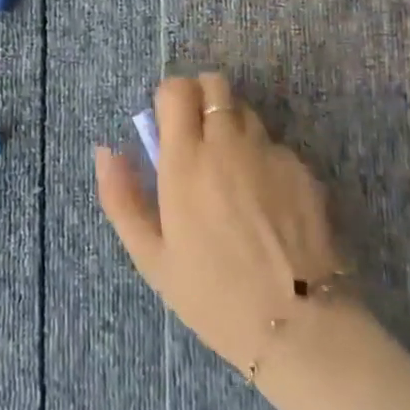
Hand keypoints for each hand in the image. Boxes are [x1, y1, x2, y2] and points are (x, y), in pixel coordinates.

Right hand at [96, 73, 346, 374]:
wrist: (298, 326)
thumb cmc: (212, 295)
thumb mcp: (151, 255)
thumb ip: (121, 197)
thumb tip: (105, 151)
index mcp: (186, 159)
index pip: (176, 89)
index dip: (169, 97)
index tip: (166, 124)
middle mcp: (229, 143)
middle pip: (215, 84)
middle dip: (201, 98)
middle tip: (195, 137)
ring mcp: (271, 153)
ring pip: (247, 111)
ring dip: (232, 126)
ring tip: (231, 171)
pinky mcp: (304, 170)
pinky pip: (275, 145)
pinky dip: (263, 157)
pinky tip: (266, 201)